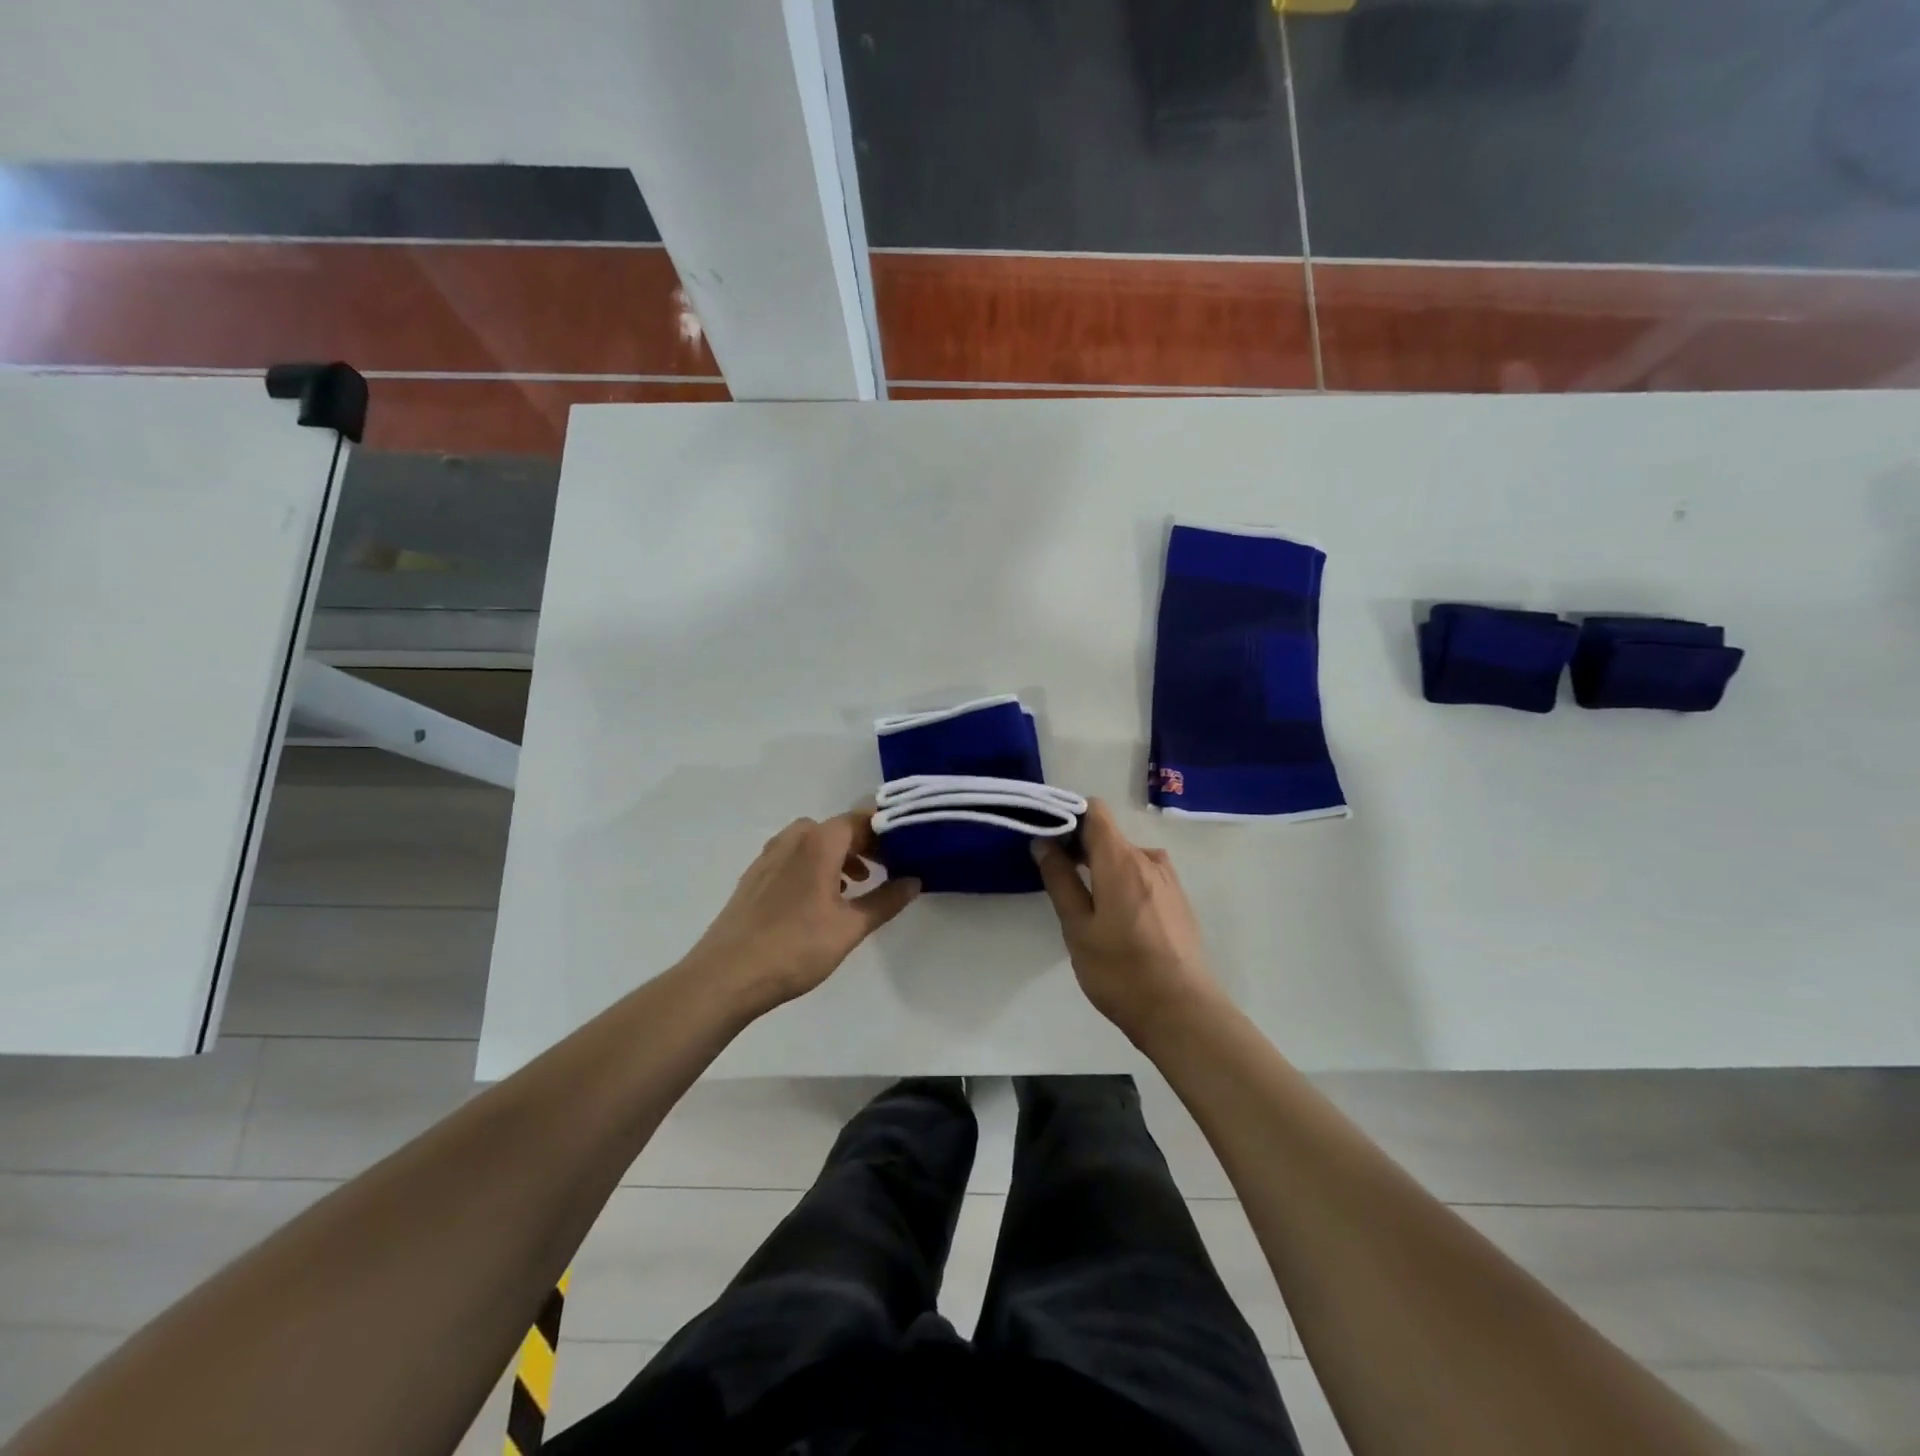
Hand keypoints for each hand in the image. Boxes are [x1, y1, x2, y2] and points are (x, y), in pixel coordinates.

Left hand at [684, 808, 919, 1016]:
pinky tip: (820, 898)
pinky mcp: (754, 877)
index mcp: (819, 842)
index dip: (887, 830)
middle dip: (865, 843)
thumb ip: (885, 900)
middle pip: (837, 828)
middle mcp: (793, 839)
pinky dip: (814, 865)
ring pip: (813, 842)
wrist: (726, 976)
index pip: (861, 819)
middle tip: (888, 867)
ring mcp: (769, 857)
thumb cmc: (795, 948)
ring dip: (838, 855)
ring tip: (856, 884)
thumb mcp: (850, 927)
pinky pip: (793, 857)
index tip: (909, 847)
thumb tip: (914, 881)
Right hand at [1031, 799, 1221, 1040]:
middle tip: (1056, 877)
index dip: (1068, 816)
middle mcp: (1149, 860)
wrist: (1183, 1013)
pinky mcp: (1178, 901)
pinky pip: (1143, 876)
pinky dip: (1123, 882)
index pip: (1095, 811)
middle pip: (1109, 835)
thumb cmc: (1121, 971)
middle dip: (1080, 846)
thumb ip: (1060, 880)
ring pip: (1126, 857)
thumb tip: (1044, 842)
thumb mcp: (1078, 928)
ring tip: (1086, 904)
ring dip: (1102, 867)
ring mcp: (1169, 880)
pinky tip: (1116, 920)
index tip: (1047, 840)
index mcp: (1121, 859)